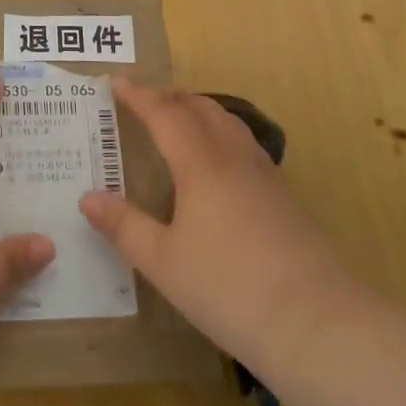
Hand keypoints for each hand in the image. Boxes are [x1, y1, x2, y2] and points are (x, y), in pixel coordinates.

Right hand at [81, 79, 349, 379]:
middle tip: (143, 99)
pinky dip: (221, 133)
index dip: (139, 95)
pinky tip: (219, 162)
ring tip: (180, 119)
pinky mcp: (285, 198)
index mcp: (201, 165)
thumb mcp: (164, 263)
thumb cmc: (228, 288)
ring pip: (229, 123)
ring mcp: (266, 176)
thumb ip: (124, 226)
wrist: (317, 323)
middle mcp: (234, 158)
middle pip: (200, 108)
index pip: (165, 114)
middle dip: (169, 96)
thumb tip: (88, 198)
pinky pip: (245, 145)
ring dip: (199, 110)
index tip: (116, 82)